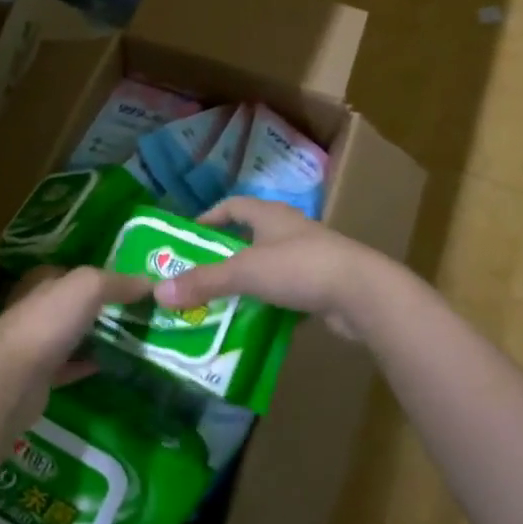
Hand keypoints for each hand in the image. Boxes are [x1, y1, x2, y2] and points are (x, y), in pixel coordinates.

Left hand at [0, 266, 149, 429]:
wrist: (13, 380)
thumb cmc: (48, 322)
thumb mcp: (87, 287)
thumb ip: (117, 282)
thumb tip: (149, 282)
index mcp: (42, 281)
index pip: (74, 272)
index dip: (101, 276)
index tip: (131, 285)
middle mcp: (37, 308)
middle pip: (74, 304)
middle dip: (102, 307)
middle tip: (138, 312)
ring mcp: (37, 343)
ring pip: (73, 335)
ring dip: (97, 336)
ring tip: (133, 338)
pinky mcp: (40, 375)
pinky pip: (71, 365)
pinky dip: (89, 363)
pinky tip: (112, 365)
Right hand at [152, 197, 392, 340]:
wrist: (363, 293)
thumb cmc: (300, 267)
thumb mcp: (245, 272)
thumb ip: (203, 281)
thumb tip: (159, 291)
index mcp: (270, 215)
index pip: (233, 206)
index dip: (210, 217)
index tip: (189, 235)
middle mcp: (290, 230)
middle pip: (250, 235)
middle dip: (225, 252)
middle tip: (199, 273)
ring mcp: (310, 256)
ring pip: (269, 264)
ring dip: (248, 279)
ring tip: (222, 298)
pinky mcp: (323, 284)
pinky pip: (287, 289)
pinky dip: (269, 300)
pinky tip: (256, 318)